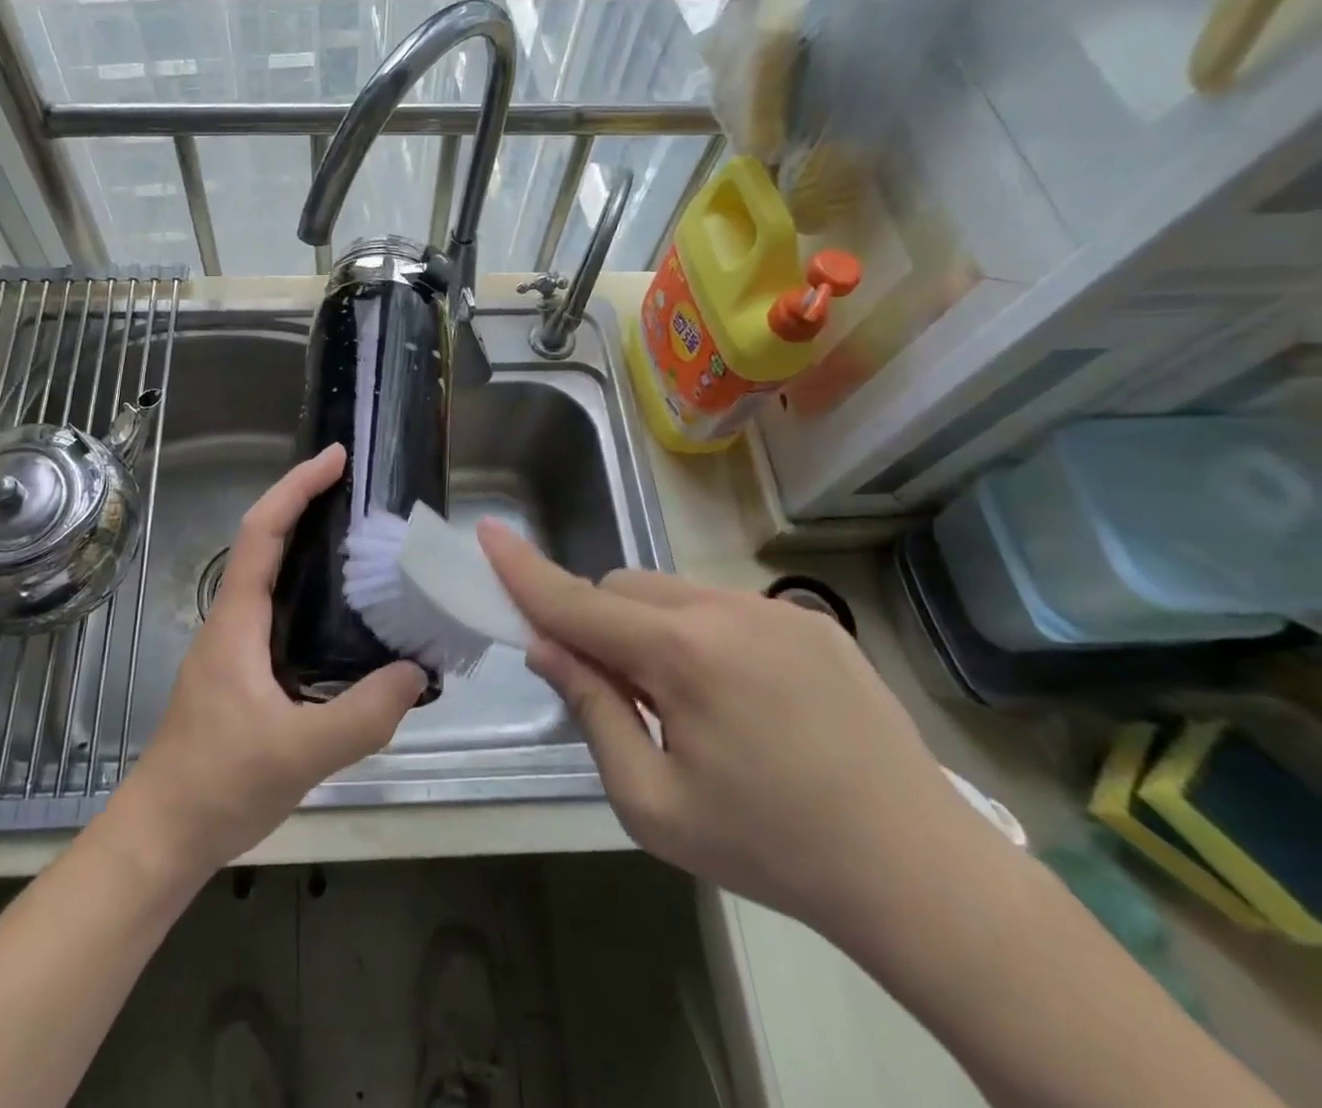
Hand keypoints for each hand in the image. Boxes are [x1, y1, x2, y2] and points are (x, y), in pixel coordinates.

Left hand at [110, 444, 426, 876]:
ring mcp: (236, 648)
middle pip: (266, 543)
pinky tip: (347, 618)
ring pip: (273, 578)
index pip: (262, 533)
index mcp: (237, 621)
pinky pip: (281, 612)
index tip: (333, 459)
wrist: (162, 837)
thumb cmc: (216, 786)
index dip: (296, 488)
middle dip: (306, 505)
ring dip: (308, 547)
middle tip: (358, 491)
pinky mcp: (244, 674)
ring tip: (362, 542)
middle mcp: (233, 621)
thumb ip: (361, 716)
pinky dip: (311, 593)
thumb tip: (415, 671)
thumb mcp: (297, 753)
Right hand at [480, 524, 981, 940]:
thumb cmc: (769, 848)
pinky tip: (743, 699)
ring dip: (651, 630)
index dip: (524, 570)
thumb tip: (548, 647)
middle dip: (598, 624)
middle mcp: (724, 609)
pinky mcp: (811, 618)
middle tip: (619, 693)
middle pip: (621, 588)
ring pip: (671, 592)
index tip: (486, 533)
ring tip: (692, 705)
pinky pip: (722, 606)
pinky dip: (700, 634)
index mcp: (682, 654)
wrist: (918, 873)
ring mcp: (774, 608)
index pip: (577, 601)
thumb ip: (592, 712)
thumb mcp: (653, 803)